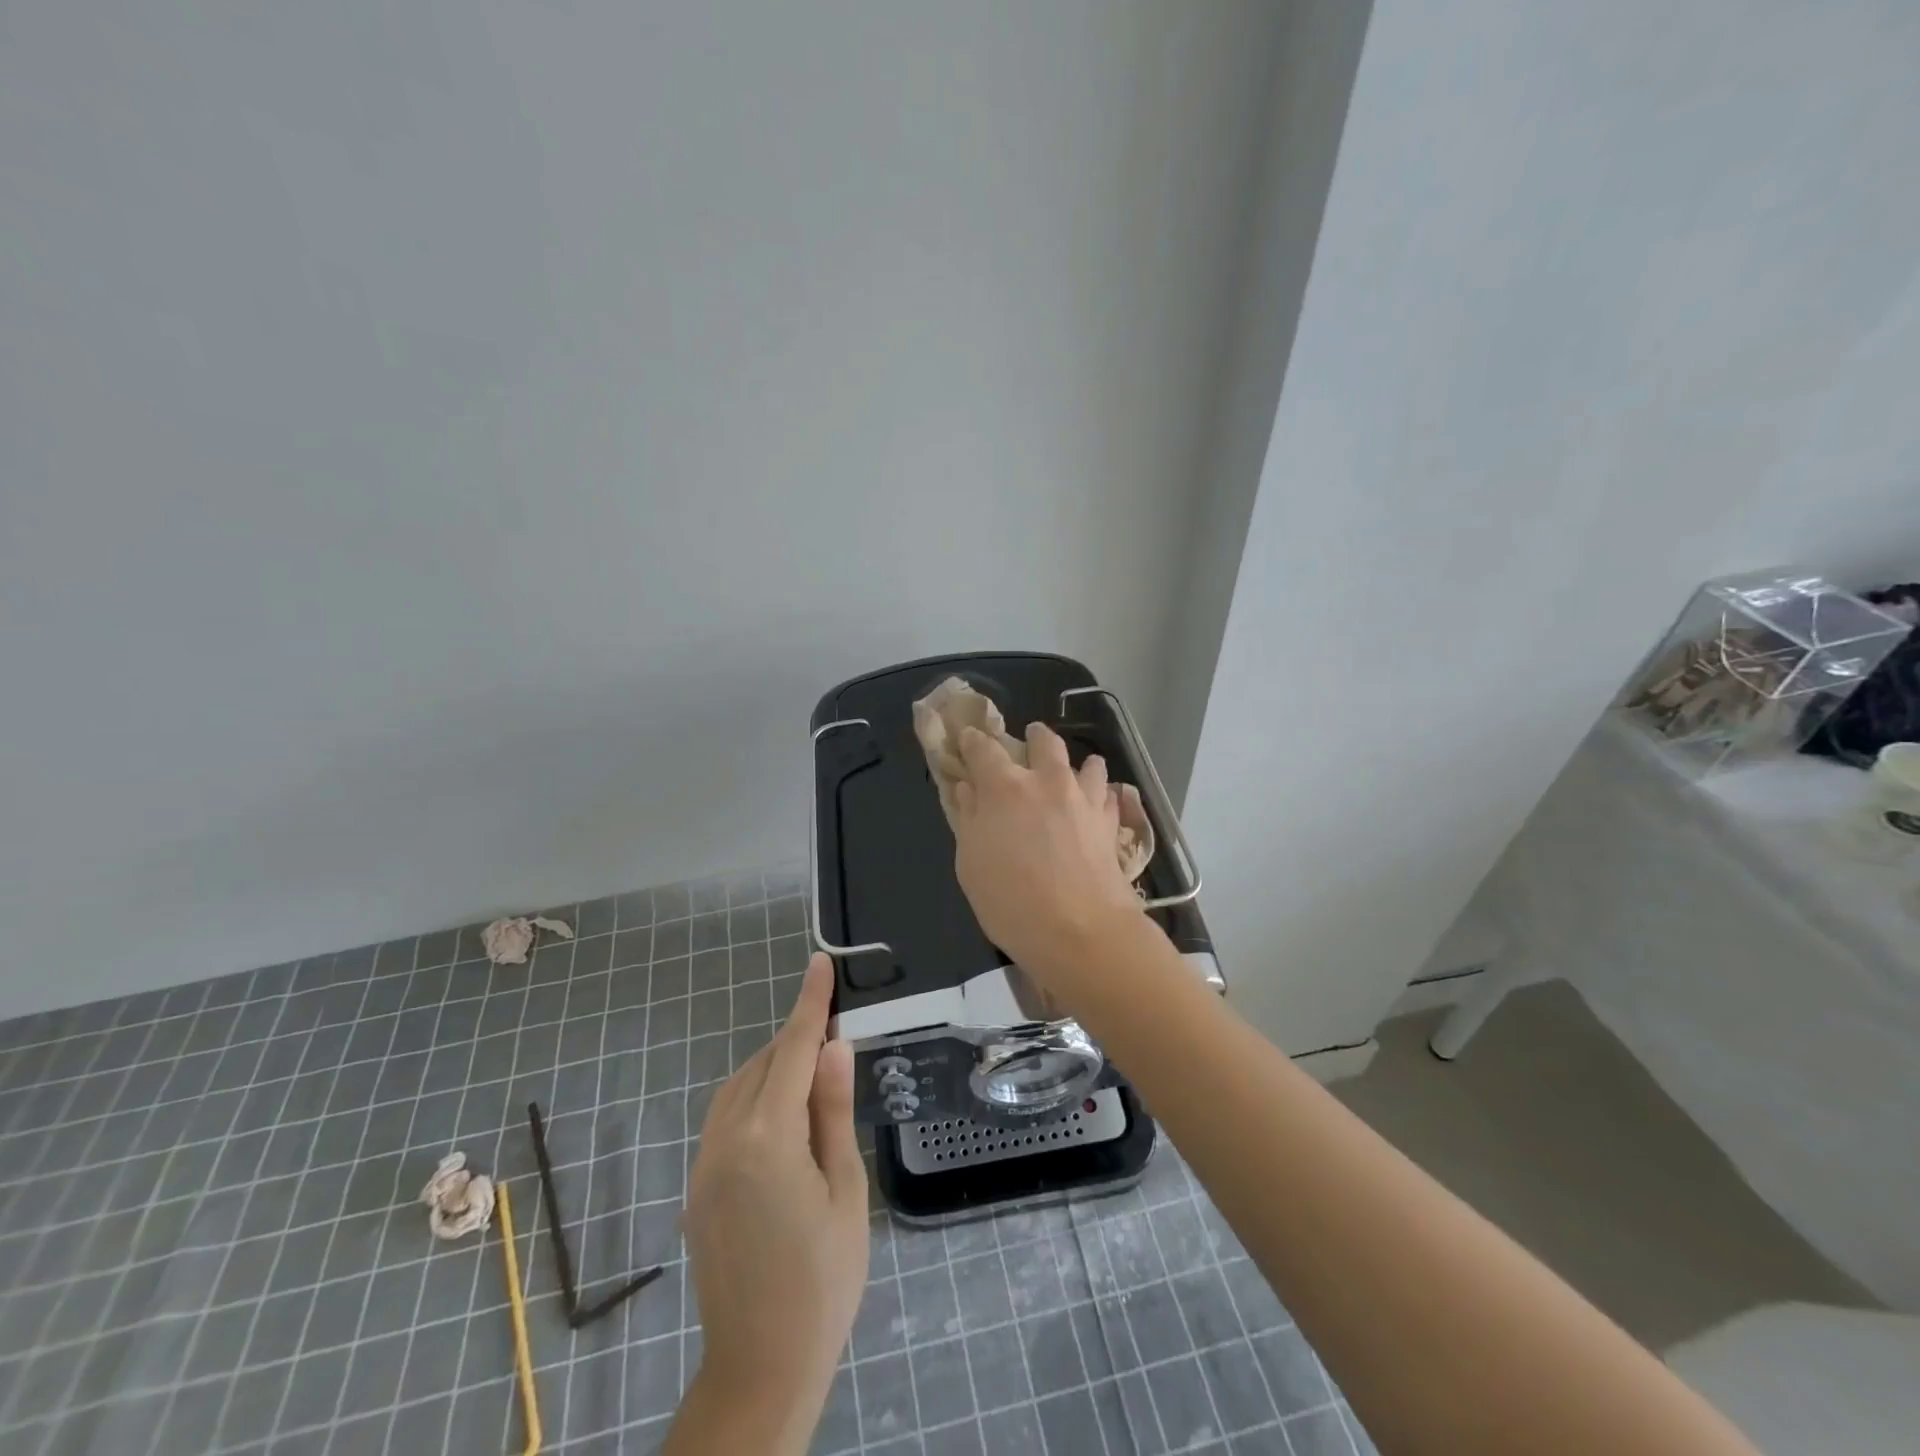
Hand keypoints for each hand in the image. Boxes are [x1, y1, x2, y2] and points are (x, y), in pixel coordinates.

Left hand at [667, 953, 869, 1453]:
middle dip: (797, 1037)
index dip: (810, 1004)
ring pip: (739, 1087)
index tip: (819, 963)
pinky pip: (725, 1117)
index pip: (792, 1050)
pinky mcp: (697, 1186)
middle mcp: (725, 1139)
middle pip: (763, 1064)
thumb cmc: (823, 1278)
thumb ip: (832, 1111)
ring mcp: (704, 1163)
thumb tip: (834, 1046)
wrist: (762, 1366)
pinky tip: (780, 1113)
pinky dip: (754, 1095)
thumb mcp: (845, 1189)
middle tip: (835, 1028)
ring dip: (774, 1065)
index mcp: (767, 1138)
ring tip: (813, 1067)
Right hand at [950, 720, 1148, 993]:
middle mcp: (1047, 782)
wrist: (1081, 932)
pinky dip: (1101, 795)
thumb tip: (968, 790)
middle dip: (1034, 737)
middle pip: (1044, 742)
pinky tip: (1097, 806)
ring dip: (1077, 764)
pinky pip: (1109, 796)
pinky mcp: (1111, 823)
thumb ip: (970, 820)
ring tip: (1072, 774)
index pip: (984, 749)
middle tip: (1029, 742)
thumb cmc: (1011, 902)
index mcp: (1005, 788)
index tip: (969, 740)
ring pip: (1087, 763)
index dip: (973, 742)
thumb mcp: (971, 865)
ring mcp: (1085, 800)